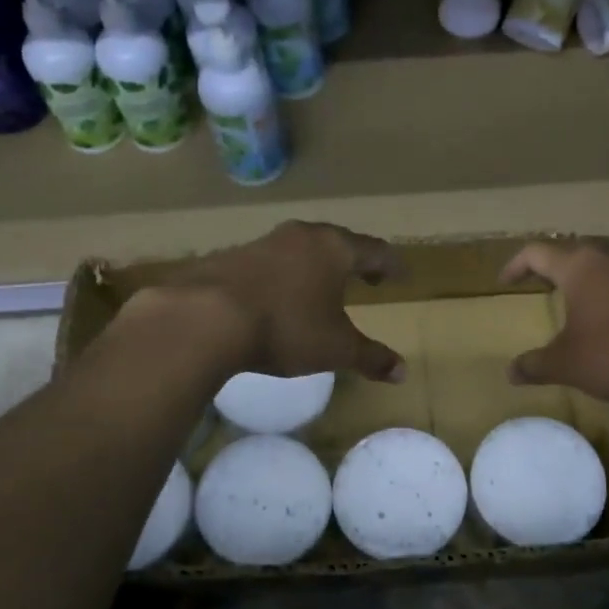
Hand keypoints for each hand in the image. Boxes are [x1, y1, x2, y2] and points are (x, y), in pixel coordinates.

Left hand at [131, 221, 406, 382]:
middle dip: (354, 260)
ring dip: (315, 265)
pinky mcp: (230, 256)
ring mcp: (263, 242)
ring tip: (320, 286)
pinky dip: (283, 274)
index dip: (390, 264)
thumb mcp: (335, 349)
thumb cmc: (286, 328)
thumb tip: (402, 372)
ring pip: (301, 248)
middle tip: (365, 276)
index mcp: (335, 249)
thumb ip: (370, 358)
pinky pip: (270, 261)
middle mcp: (302, 236)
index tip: (400, 275)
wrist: (206, 317)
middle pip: (337, 242)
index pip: (374, 250)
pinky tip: (277, 295)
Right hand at [500, 238, 608, 407]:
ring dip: (592, 273)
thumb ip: (536, 365)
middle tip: (544, 283)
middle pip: (577, 248)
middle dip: (556, 264)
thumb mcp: (569, 365)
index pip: (537, 252)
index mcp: (582, 266)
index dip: (516, 265)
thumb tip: (511, 372)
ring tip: (583, 296)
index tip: (505, 281)